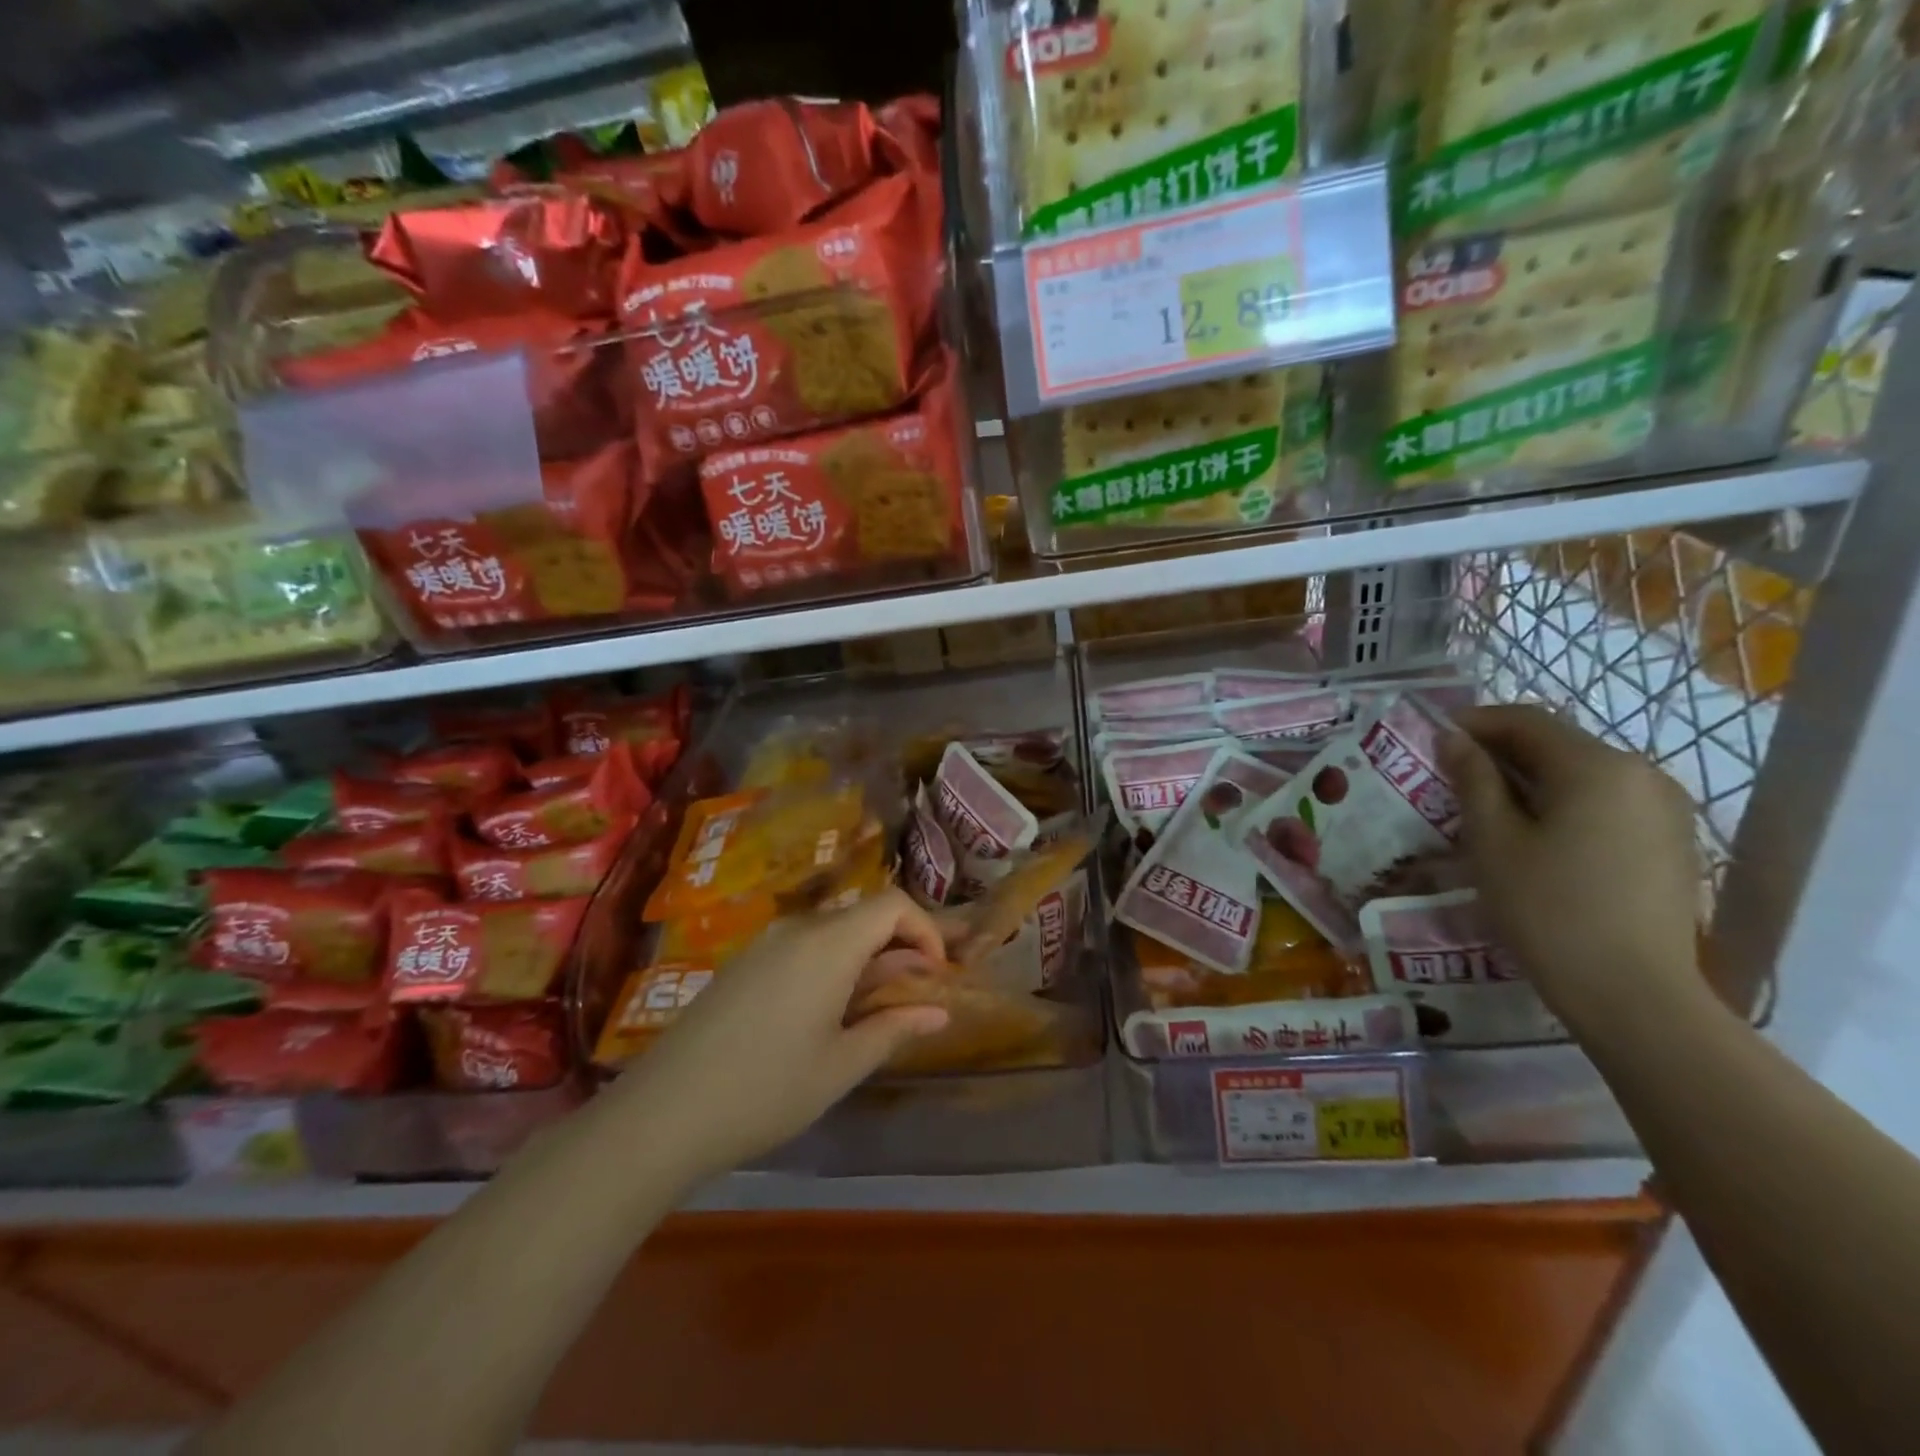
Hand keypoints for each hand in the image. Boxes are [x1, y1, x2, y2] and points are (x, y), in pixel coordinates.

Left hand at [610, 888, 950, 1182]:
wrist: (662, 1114)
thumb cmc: (766, 1090)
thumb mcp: (841, 1065)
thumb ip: (894, 1028)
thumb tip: (940, 1013)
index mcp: (828, 943)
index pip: (893, 904)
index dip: (926, 930)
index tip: (937, 975)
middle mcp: (797, 929)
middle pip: (863, 916)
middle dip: (899, 949)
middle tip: (913, 998)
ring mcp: (764, 944)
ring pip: (833, 933)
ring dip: (865, 960)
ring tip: (872, 1011)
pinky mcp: (743, 964)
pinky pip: (802, 948)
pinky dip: (831, 967)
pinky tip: (824, 1015)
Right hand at [1440, 705, 1705, 1031]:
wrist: (1634, 994)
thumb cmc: (1548, 909)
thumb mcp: (1493, 841)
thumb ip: (1473, 780)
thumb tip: (1455, 738)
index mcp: (1597, 766)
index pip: (1526, 721)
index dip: (1475, 722)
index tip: (1434, 738)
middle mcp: (1641, 773)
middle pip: (1558, 744)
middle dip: (1501, 752)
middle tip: (1451, 777)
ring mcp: (1665, 808)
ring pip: (1582, 774)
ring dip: (1530, 779)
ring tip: (1488, 808)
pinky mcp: (1671, 841)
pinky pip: (1606, 802)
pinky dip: (1563, 803)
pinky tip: (1535, 835)